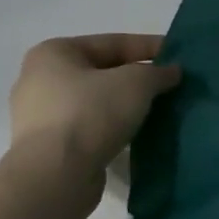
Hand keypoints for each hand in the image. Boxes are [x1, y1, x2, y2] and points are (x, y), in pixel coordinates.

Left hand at [9, 34, 180, 167]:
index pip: (112, 43)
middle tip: (170, 84)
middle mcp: (40, 79)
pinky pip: (90, 127)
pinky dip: (113, 126)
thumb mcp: (135, 83)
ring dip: (126, 104)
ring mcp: (41, 116)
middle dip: (137, 78)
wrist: (56, 175)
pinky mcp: (50, 147)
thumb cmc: (91, 114)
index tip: (178, 55)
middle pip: (102, 72)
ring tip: (158, 110)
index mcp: (53, 53)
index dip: (149, 46)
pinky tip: (136, 133)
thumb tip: (171, 72)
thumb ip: (157, 72)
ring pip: (96, 102)